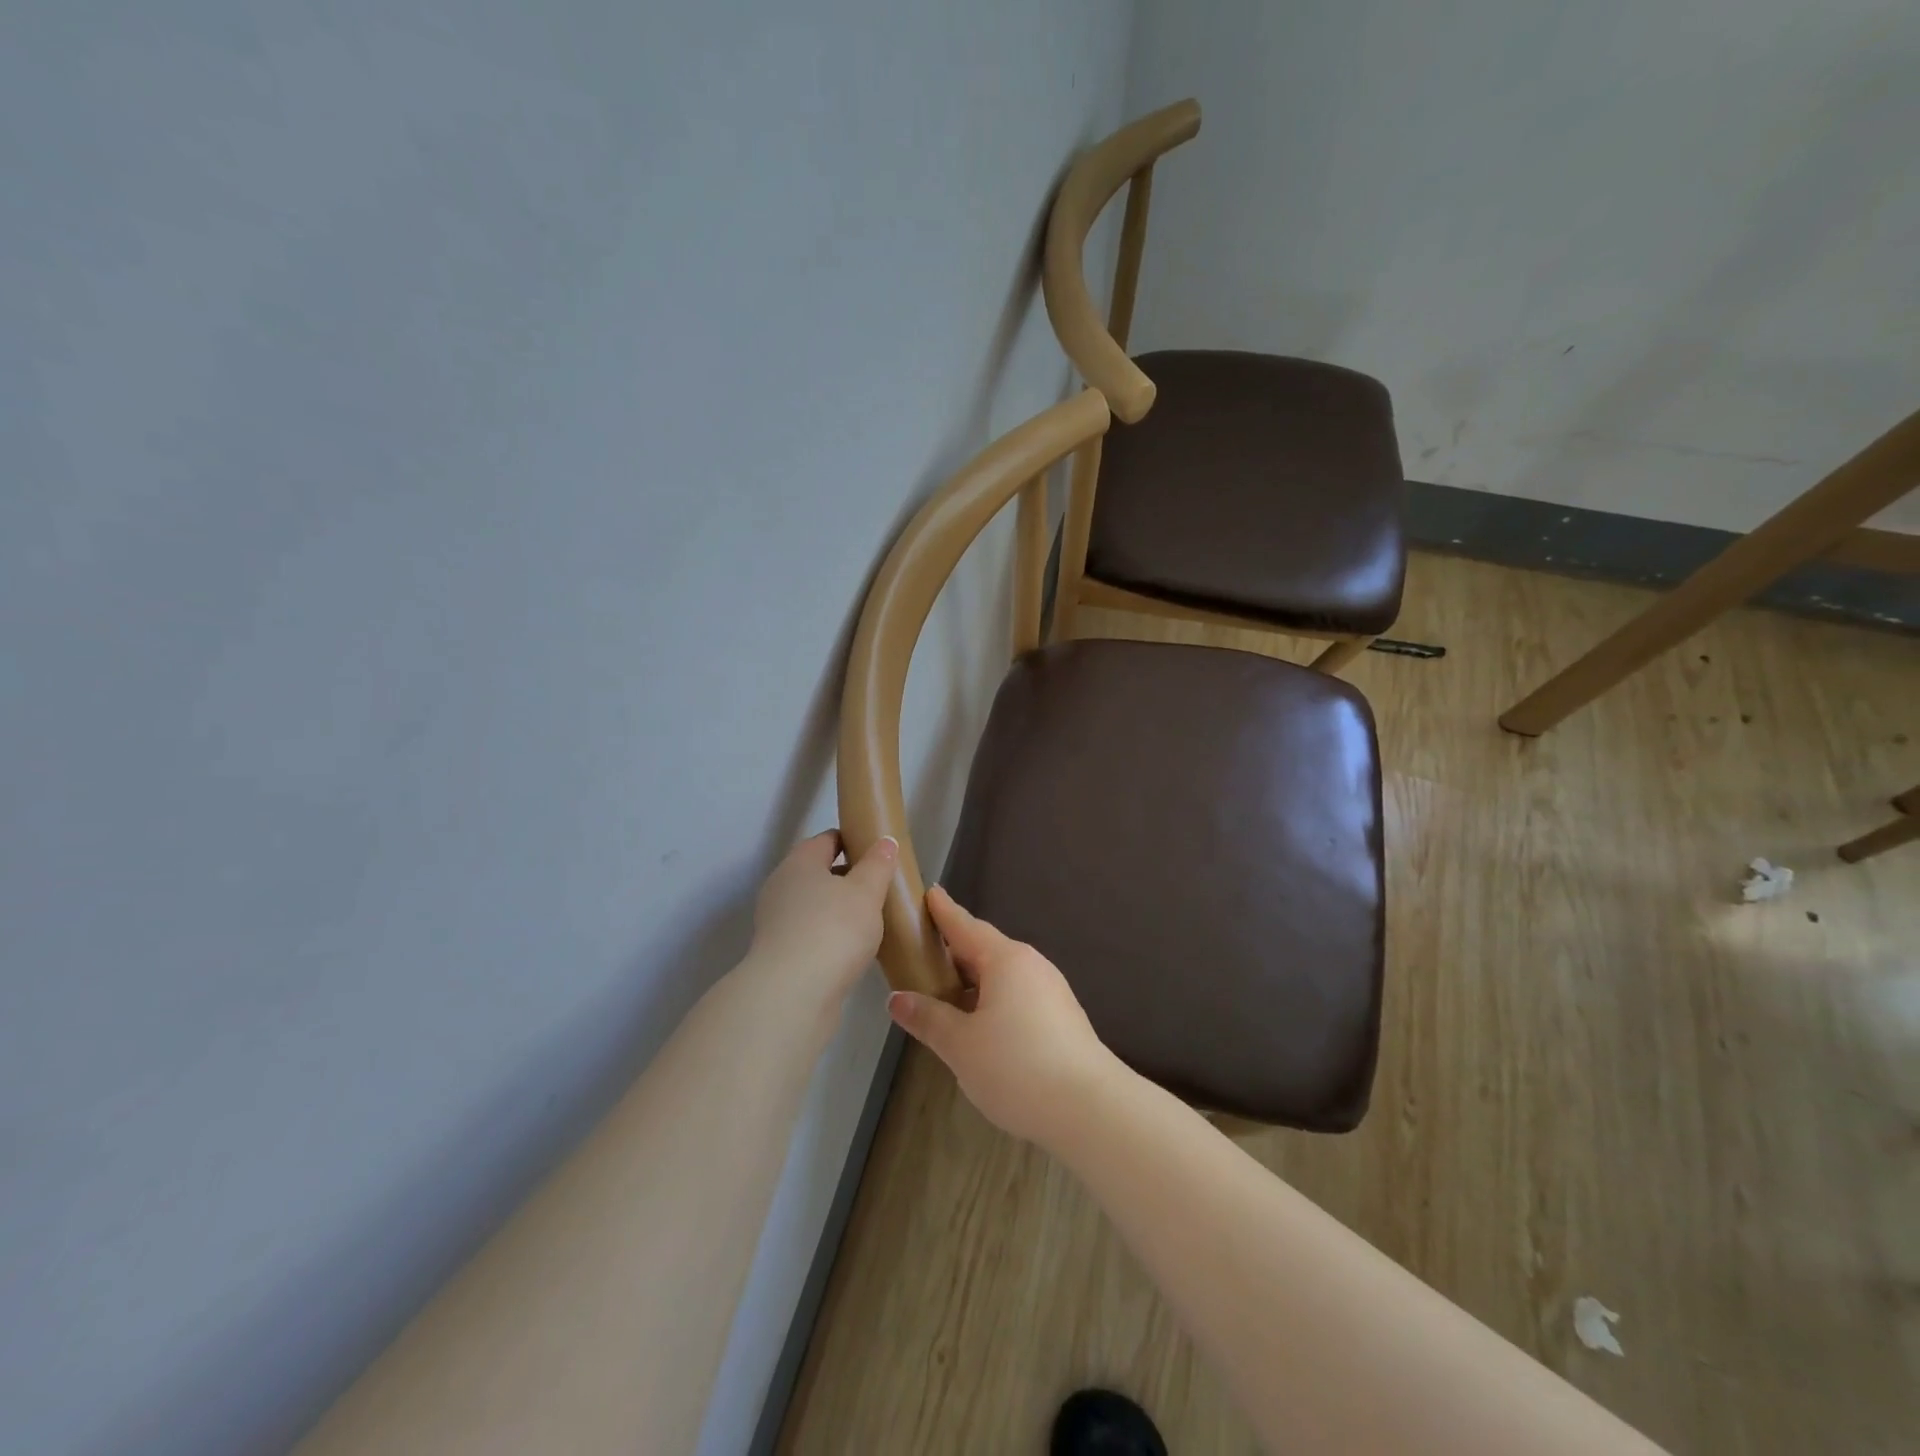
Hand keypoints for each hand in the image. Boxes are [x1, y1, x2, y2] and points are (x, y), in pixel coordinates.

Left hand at [747, 830, 894, 1001]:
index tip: (879, 851)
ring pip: (815, 906)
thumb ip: (878, 864)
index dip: (853, 840)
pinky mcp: (779, 954)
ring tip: (873, 920)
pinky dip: (830, 936)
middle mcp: (782, 887)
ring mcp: (776, 922)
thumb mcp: (866, 892)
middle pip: (819, 873)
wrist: (793, 995)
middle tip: (882, 887)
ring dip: (840, 910)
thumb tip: (885, 841)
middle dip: (849, 877)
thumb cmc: (833, 930)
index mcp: (800, 862)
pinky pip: (811, 933)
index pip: (827, 839)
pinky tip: (854, 949)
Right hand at [886, 886, 1123, 1148]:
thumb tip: (897, 998)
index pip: (966, 926)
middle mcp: (1031, 965)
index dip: (944, 912)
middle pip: (985, 949)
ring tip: (944, 995)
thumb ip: (929, 1018)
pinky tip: (980, 1026)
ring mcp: (1051, 991)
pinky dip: (992, 1000)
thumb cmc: (1017, 1067)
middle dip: (954, 952)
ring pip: (1002, 976)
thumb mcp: (961, 1045)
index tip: (930, 892)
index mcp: (1006, 960)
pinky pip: (1018, 995)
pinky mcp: (1062, 1017)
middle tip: (923, 953)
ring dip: (973, 981)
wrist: (1090, 1109)